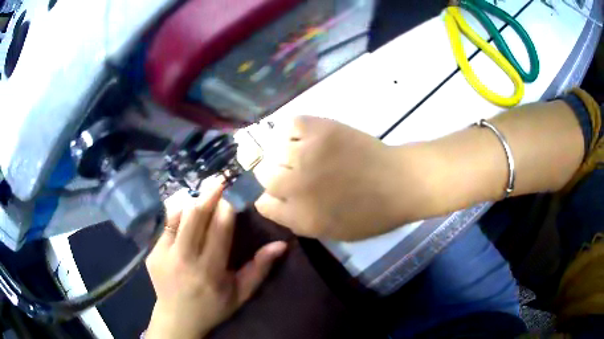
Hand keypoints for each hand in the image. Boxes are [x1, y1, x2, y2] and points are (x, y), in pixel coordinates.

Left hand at [145, 182, 287, 338]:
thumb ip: (259, 269)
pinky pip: (165, 226)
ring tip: (201, 193)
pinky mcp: (152, 253)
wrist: (177, 318)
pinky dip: (177, 216)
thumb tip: (281, 245)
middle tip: (217, 181)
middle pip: (194, 217)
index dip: (226, 209)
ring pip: (176, 217)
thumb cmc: (213, 307)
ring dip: (190, 201)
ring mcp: (164, 255)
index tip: (232, 194)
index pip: (219, 231)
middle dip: (207, 195)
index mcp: (210, 271)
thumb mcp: (240, 294)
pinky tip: (185, 213)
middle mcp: (184, 260)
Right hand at [254, 116, 409, 240]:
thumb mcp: (333, 232)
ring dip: (284, 153)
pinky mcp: (320, 129)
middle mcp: (297, 185)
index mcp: (300, 216)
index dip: (272, 199)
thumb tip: (280, 204)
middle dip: (275, 175)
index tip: (283, 195)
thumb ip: (300, 222)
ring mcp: (307, 154)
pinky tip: (303, 137)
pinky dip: (292, 131)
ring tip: (301, 153)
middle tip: (294, 172)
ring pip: (273, 149)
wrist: (400, 182)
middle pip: (264, 174)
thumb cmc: (372, 214)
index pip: (263, 204)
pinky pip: (289, 124)